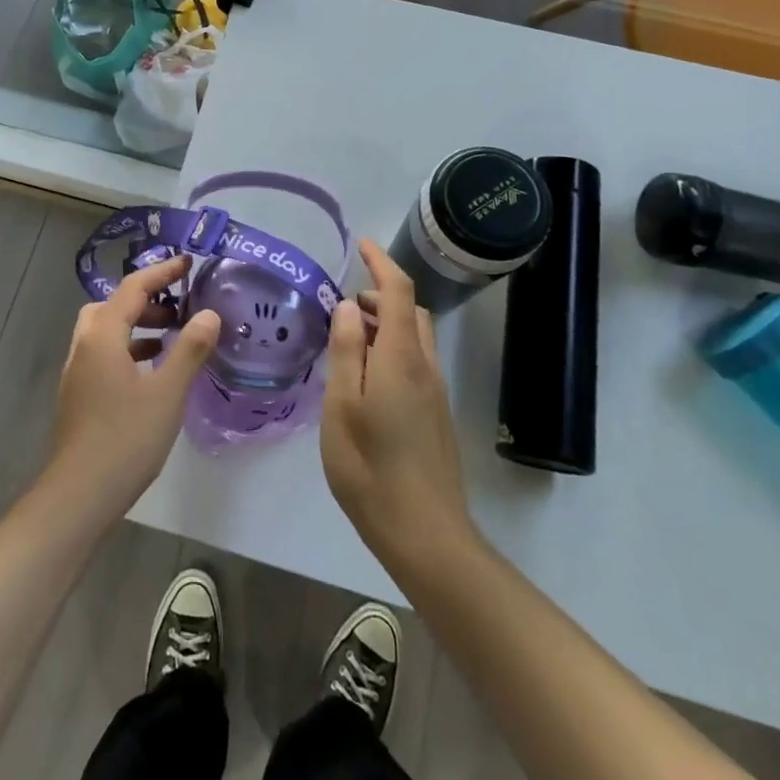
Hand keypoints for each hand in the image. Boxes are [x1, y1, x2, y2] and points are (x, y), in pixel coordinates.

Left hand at [47, 255, 219, 516]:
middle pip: (114, 305)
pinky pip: (106, 353)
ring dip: (138, 325)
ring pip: (108, 331)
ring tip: (172, 336)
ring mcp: (78, 371)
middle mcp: (85, 345)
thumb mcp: (168, 392)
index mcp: (103, 335)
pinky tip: (153, 371)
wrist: (79, 494)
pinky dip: (130, 349)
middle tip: (180, 306)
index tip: (189, 263)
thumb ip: (189, 349)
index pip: (133, 287)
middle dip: (147, 299)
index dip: (162, 272)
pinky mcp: (80, 394)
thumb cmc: (126, 438)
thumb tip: (209, 313)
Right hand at [321, 240, 474, 568]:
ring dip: (388, 323)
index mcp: (401, 358)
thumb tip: (350, 306)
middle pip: (412, 311)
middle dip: (382, 295)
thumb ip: (346, 351)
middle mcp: (425, 367)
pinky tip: (366, 379)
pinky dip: (393, 349)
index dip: (382, 262)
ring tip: (350, 341)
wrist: (427, 534)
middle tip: (345, 308)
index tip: (361, 245)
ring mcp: (436, 392)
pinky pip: (416, 362)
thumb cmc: (371, 469)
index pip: (400, 292)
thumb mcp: (342, 406)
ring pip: (416, 338)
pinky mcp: (436, 415)